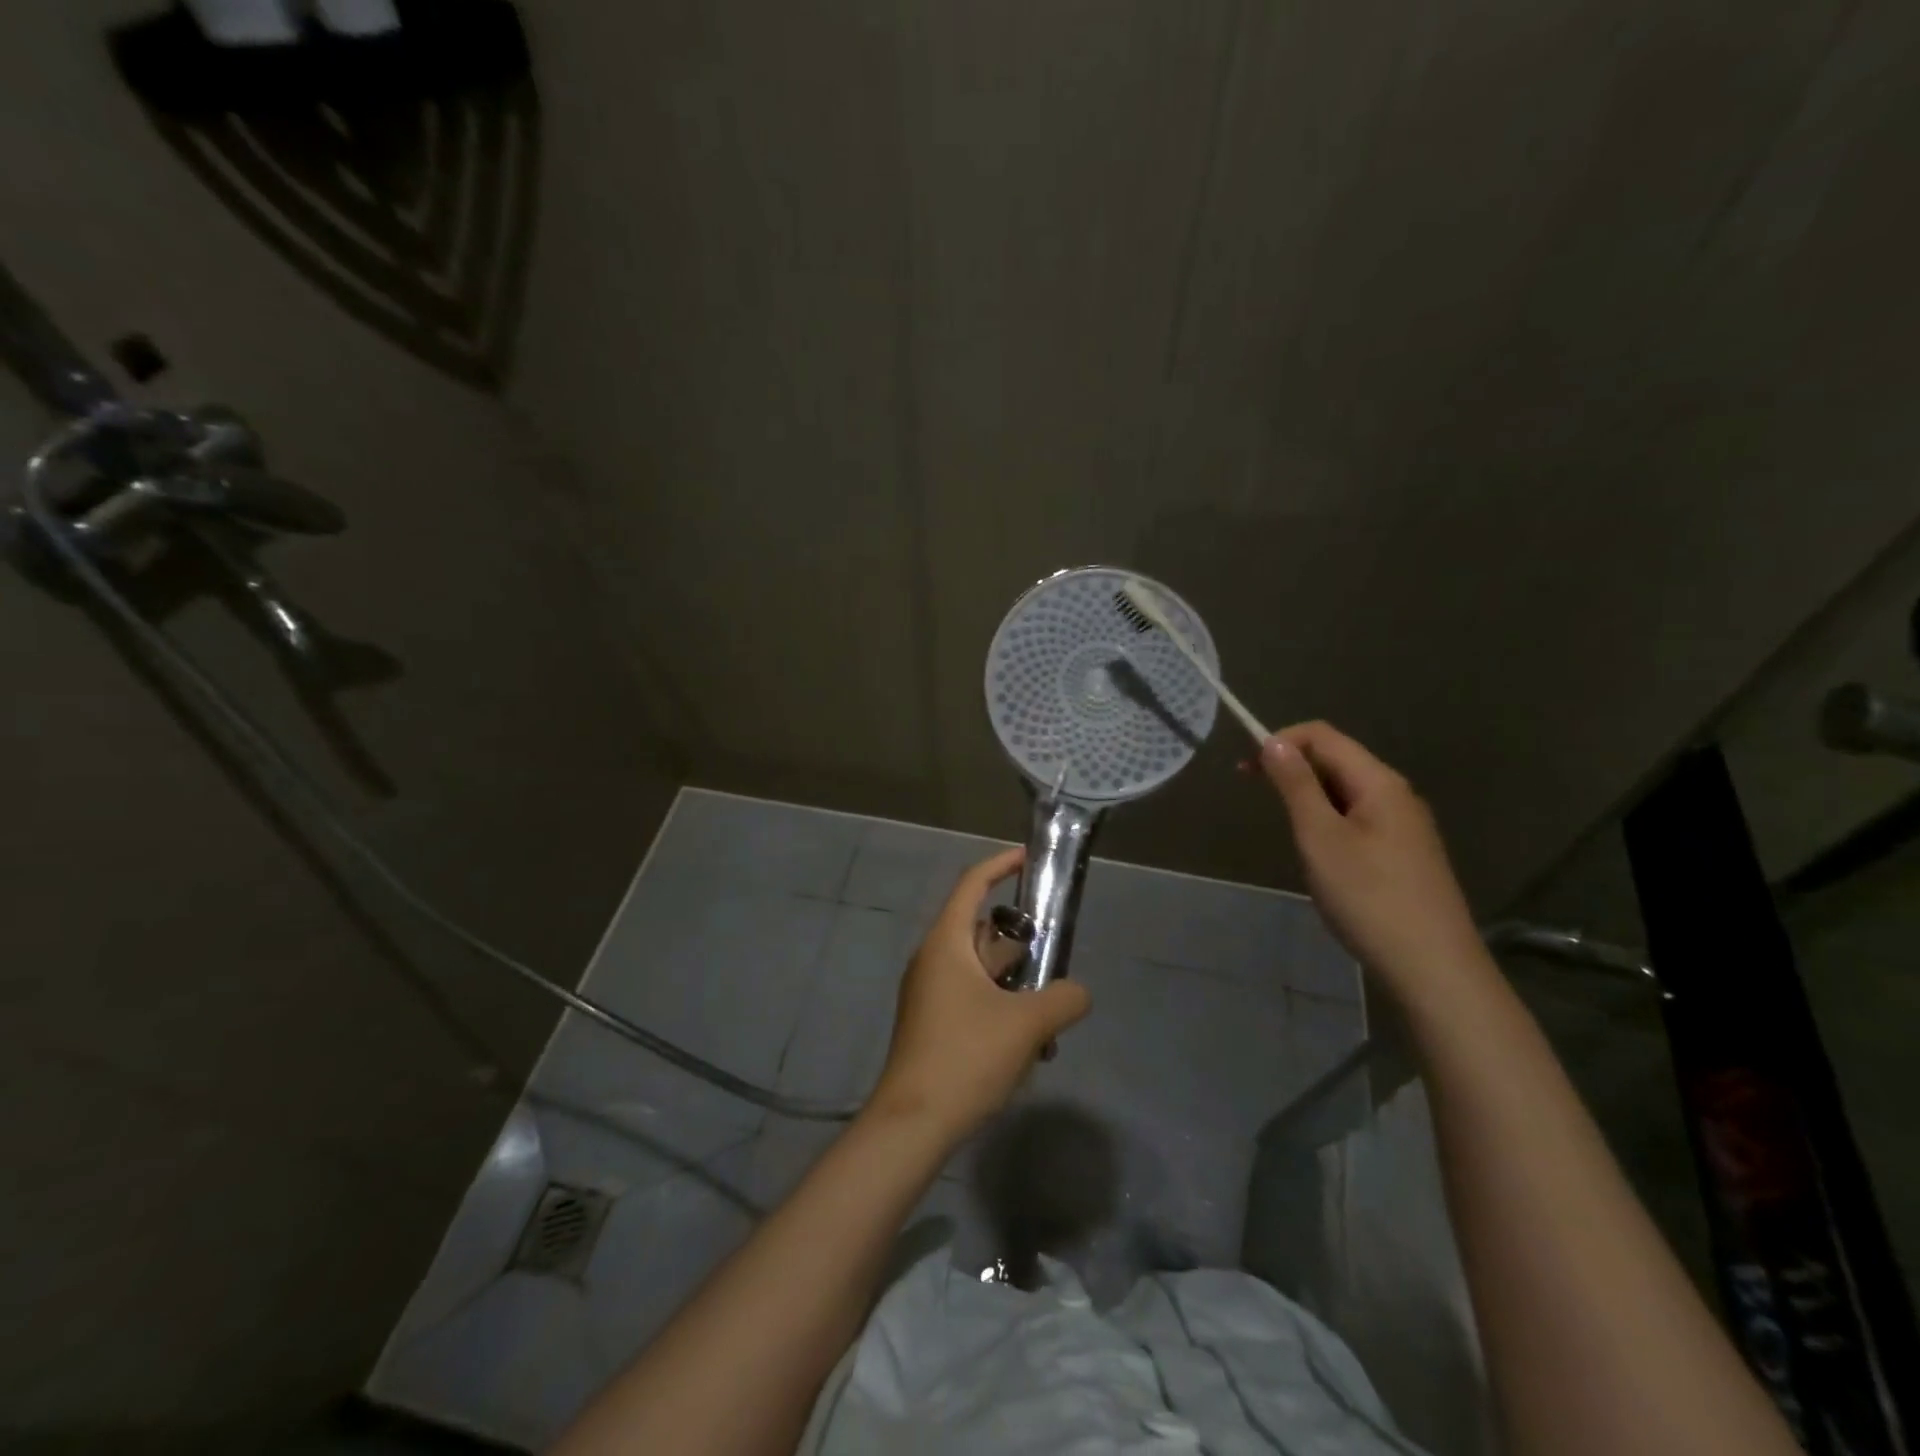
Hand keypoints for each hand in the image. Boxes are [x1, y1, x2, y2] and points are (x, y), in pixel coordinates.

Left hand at [868, 847, 1091, 1143]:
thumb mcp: (1027, 1024)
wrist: (913, 1123)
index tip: (1028, 858)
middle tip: (1057, 953)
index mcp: (946, 943)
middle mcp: (934, 960)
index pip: (972, 885)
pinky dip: (1002, 1006)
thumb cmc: (965, 1057)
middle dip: (1021, 941)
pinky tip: (1030, 1043)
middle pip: (982, 931)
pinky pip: (974, 998)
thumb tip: (1078, 993)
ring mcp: (931, 994)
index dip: (1000, 865)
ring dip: (1017, 982)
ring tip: (1052, 1009)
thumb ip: (1063, 999)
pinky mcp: (934, 1024)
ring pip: (981, 970)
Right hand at [1259, 721, 1485, 991]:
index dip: (1280, 741)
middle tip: (1254, 796)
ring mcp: (1405, 825)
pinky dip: (1328, 821)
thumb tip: (1274, 742)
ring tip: (1287, 831)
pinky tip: (1320, 856)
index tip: (1245, 769)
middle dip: (1292, 768)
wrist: (1433, 968)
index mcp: (1379, 782)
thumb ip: (1297, 786)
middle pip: (1337, 759)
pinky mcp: (1405, 854)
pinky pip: (1358, 818)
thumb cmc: (1369, 897)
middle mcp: (1396, 794)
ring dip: (1308, 797)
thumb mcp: (1320, 837)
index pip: (1322, 736)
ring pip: (1346, 792)